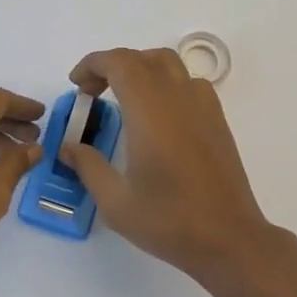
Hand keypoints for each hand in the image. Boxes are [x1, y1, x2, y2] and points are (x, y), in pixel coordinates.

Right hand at [59, 48, 272, 281]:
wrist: (228, 238)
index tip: (77, 85)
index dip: (93, 64)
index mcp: (149, 110)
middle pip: (142, 58)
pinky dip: (166, 82)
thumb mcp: (116, 202)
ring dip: (140, 68)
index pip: (119, 62)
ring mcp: (202, 105)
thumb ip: (88, 166)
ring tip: (123, 96)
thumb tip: (68, 146)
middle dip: (112, 66)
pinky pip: (188, 81)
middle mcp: (177, 96)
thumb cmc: (169, 220)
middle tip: (92, 93)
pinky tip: (159, 114)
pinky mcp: (217, 118)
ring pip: (168, 63)